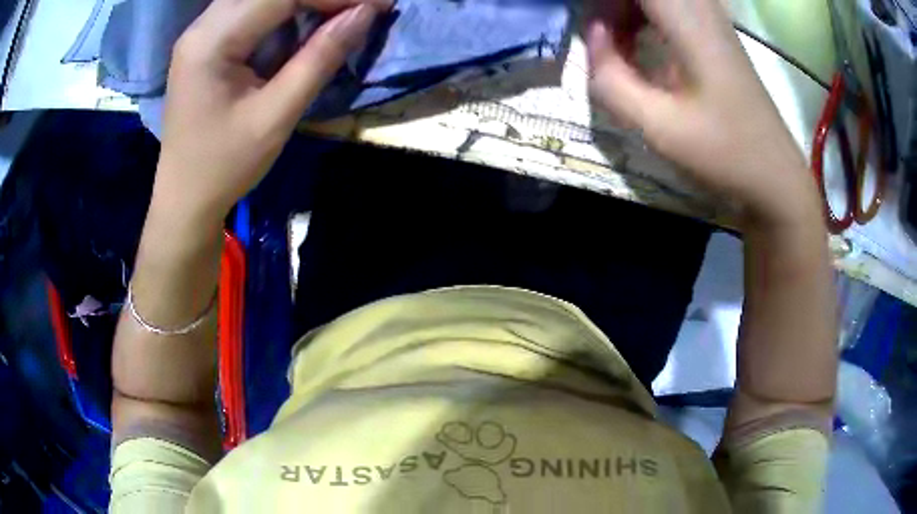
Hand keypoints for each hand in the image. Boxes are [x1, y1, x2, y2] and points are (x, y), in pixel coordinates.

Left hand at [153, 0, 390, 220]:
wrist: (184, 198)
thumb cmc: (225, 165)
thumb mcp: (276, 116)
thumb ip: (319, 58)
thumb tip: (364, 14)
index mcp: (211, 42)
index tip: (378, 4)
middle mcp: (201, 26)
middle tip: (361, 9)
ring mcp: (201, 32)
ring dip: (303, 1)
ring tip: (341, 14)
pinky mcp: (206, 42)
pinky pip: (251, 9)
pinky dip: (285, 10)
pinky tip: (308, 20)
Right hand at [587, 0, 819, 227]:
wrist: (774, 175)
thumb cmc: (724, 152)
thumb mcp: (659, 126)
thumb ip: (610, 78)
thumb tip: (593, 35)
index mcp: (689, 22)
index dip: (604, 3)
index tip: (590, 28)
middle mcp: (701, 8)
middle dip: (612, 7)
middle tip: (599, 37)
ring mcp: (711, 18)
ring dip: (625, 10)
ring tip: (614, 44)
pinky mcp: (714, 33)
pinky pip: (668, 6)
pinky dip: (642, 18)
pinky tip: (636, 47)